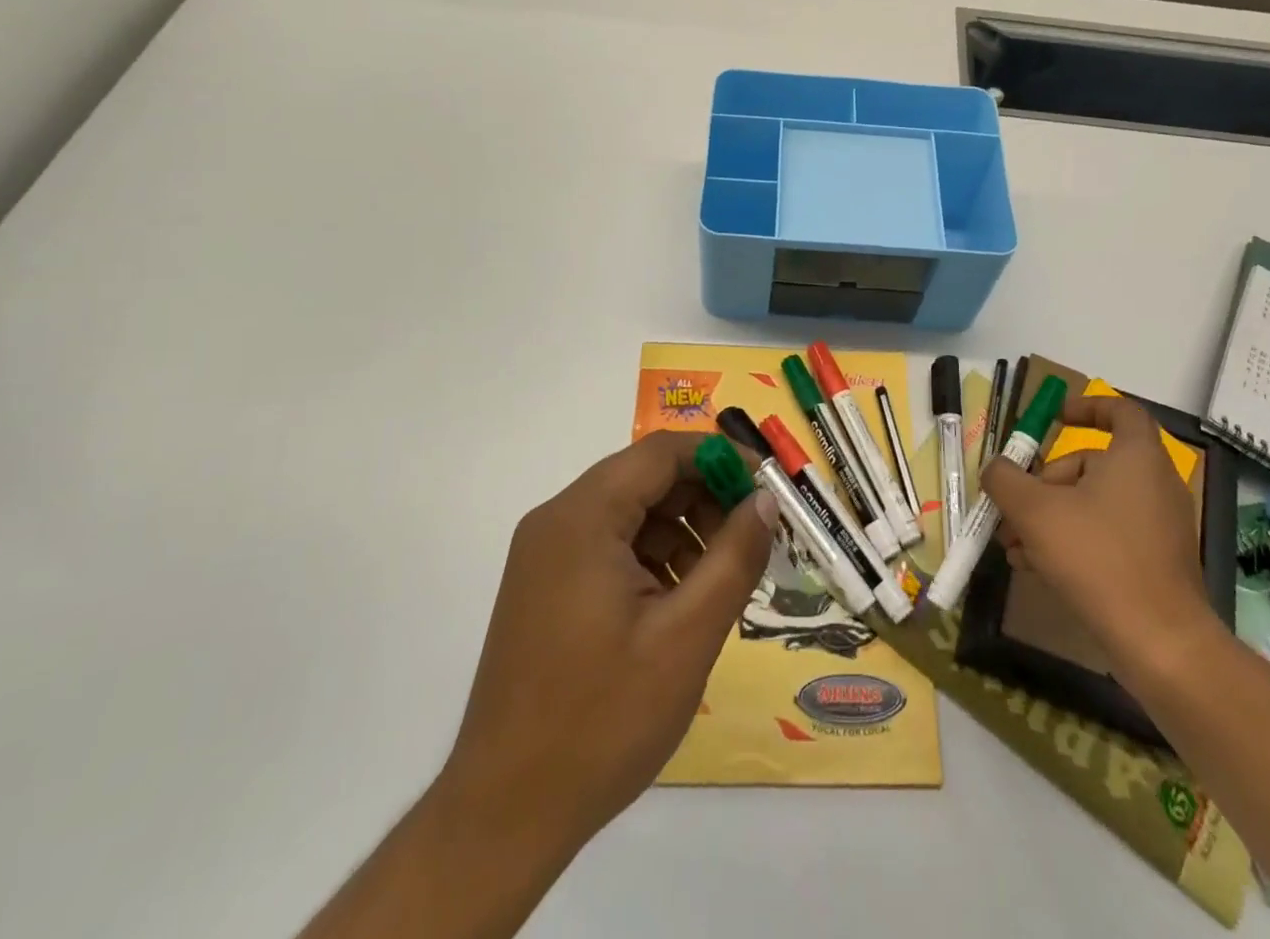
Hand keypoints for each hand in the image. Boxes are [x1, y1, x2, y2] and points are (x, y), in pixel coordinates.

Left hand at [439, 431, 777, 856]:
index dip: (720, 458)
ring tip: (718, 582)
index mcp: (582, 518)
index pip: (661, 453)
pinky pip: (611, 546)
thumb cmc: (601, 721)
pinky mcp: (546, 586)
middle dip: (704, 499)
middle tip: (749, 542)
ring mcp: (546, 555)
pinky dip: (653, 558)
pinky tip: (680, 603)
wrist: (504, 816)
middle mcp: (557, 521)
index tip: (766, 488)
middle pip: (645, 479)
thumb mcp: (686, 637)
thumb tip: (766, 500)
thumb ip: (734, 557)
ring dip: (682, 531)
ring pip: (631, 512)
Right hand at [983, 395, 1214, 679]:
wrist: (1160, 642)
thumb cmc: (1097, 557)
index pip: (1121, 410)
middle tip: (1014, 509)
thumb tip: (996, 469)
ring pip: (1094, 504)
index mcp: (1136, 457)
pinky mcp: (1158, 562)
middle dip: (1045, 483)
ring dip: (1050, 517)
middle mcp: (1155, 483)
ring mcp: (1160, 526)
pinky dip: (1074, 541)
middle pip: (1092, 464)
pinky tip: (1038, 568)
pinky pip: (1108, 535)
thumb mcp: (1034, 510)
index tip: (1054, 420)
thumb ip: (1005, 479)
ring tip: (1015, 547)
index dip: (1087, 407)